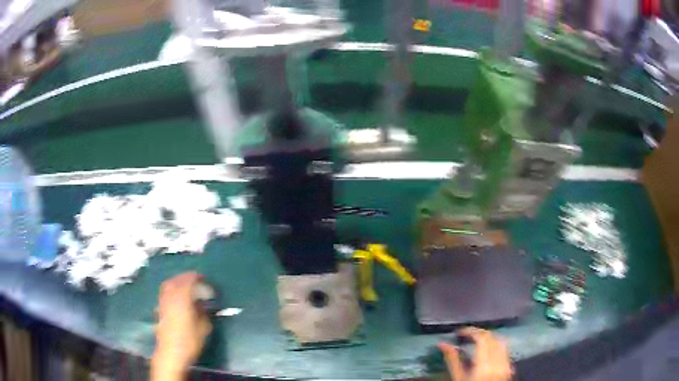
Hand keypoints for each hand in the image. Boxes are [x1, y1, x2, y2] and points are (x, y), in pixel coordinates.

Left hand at [152, 273, 211, 379]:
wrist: (171, 352)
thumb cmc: (190, 341)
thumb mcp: (204, 327)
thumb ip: (204, 312)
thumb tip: (203, 305)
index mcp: (182, 298)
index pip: (189, 280)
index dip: (197, 278)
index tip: (205, 280)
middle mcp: (170, 296)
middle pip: (177, 280)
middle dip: (187, 278)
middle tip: (197, 281)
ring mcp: (163, 301)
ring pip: (169, 284)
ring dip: (178, 282)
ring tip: (187, 286)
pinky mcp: (160, 308)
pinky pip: (165, 292)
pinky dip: (172, 289)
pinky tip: (178, 297)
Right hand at [438, 327, 512, 380]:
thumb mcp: (457, 377)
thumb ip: (452, 360)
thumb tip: (443, 344)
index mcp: (484, 363)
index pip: (481, 337)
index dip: (471, 331)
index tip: (460, 332)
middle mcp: (498, 360)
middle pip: (492, 337)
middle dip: (479, 333)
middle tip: (467, 335)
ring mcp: (505, 363)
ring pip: (501, 342)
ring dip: (489, 338)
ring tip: (477, 341)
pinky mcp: (509, 367)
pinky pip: (505, 350)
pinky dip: (497, 346)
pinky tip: (488, 351)